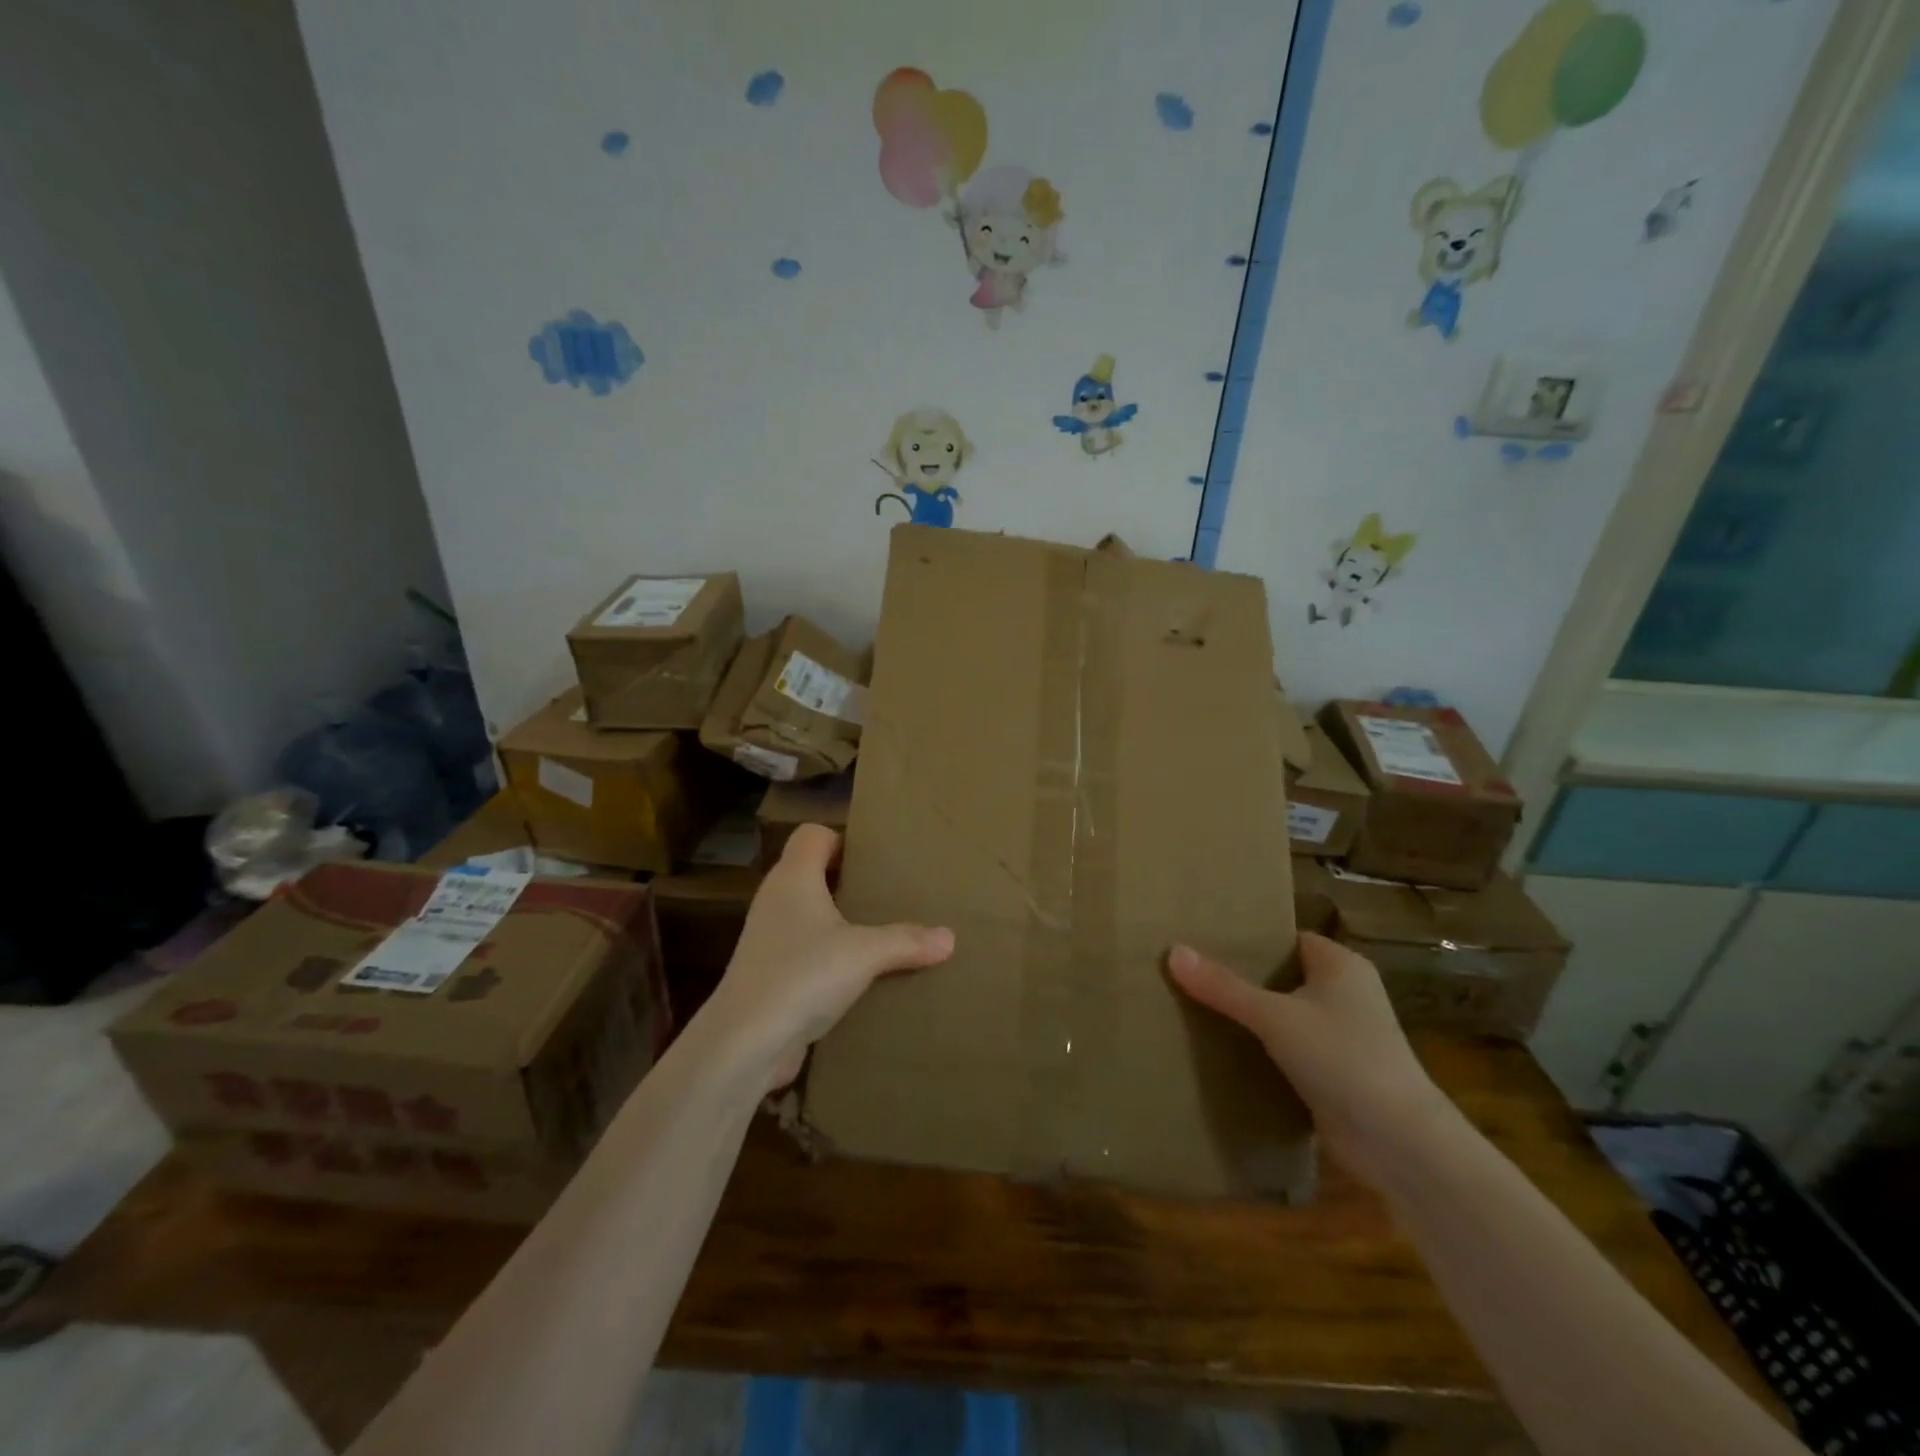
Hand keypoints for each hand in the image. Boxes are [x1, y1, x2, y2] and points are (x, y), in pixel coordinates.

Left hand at [706, 824, 954, 1091]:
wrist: (745, 1042)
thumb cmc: (803, 974)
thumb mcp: (865, 954)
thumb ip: (907, 941)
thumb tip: (949, 938)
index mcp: (793, 877)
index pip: (812, 835)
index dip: (841, 840)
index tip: (875, 860)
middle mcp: (776, 900)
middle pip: (812, 873)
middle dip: (848, 883)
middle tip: (887, 895)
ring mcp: (768, 939)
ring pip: (809, 916)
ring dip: (839, 925)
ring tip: (879, 936)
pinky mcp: (768, 975)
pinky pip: (804, 953)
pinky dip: (828, 959)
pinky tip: (858, 978)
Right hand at [1168, 933, 1453, 1187]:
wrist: (1400, 1144)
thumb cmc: (1343, 1058)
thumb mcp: (1275, 1017)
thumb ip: (1223, 987)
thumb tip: (1173, 951)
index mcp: (1340, 965)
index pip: (1287, 938)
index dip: (1250, 937)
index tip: (1204, 937)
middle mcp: (1345, 994)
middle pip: (1281, 975)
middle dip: (1241, 976)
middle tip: (1189, 969)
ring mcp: (1342, 1036)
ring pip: (1283, 1014)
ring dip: (1248, 1016)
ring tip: (1193, 1004)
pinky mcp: (1334, 1073)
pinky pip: (1288, 1049)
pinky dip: (1260, 1049)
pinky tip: (1220, 1048)